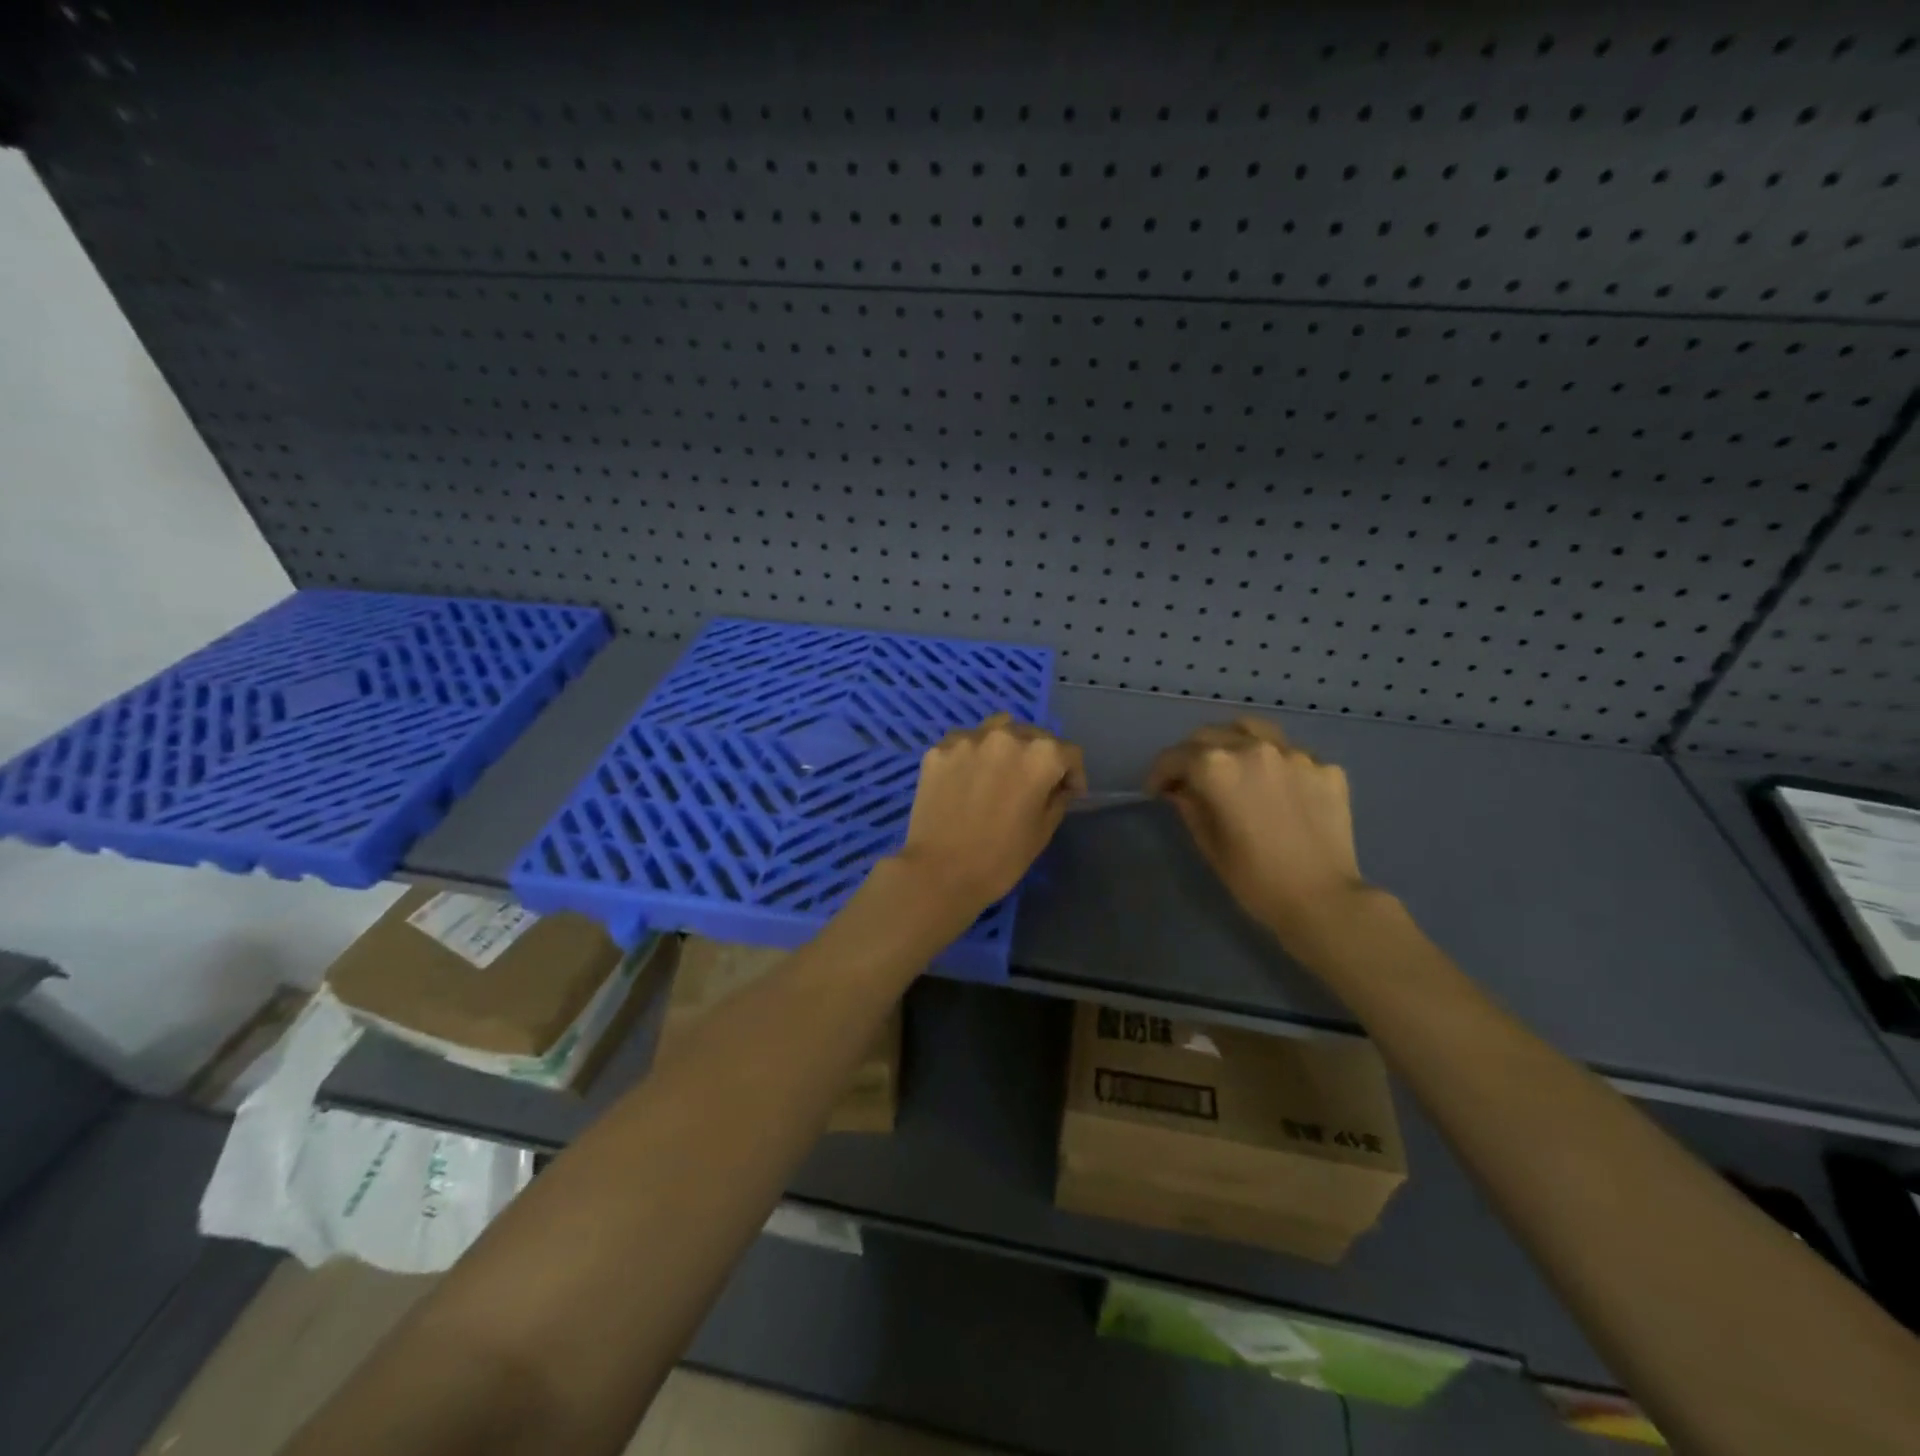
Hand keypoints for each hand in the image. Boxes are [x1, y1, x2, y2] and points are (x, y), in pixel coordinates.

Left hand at [895, 713, 1085, 918]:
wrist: (938, 873)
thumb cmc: (1000, 859)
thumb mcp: (1043, 832)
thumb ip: (1057, 798)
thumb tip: (1058, 785)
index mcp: (1040, 756)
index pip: (1069, 753)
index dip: (1073, 775)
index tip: (1067, 793)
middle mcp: (1006, 736)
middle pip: (1033, 735)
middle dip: (1039, 757)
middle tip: (1032, 784)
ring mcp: (968, 739)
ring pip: (997, 729)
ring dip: (1006, 747)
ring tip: (999, 771)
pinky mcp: (938, 750)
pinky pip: (964, 743)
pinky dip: (972, 755)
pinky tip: (967, 778)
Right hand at [1147, 718, 1377, 957]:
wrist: (1324, 901)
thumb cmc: (1256, 880)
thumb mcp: (1210, 845)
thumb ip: (1190, 807)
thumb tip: (1181, 789)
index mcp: (1217, 768)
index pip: (1176, 757)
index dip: (1159, 773)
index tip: (1156, 790)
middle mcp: (1254, 749)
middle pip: (1210, 735)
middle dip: (1192, 754)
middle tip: (1189, 779)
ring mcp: (1294, 754)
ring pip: (1252, 730)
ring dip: (1232, 743)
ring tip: (1232, 766)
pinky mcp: (1326, 768)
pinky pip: (1290, 754)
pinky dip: (1274, 764)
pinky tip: (1276, 788)